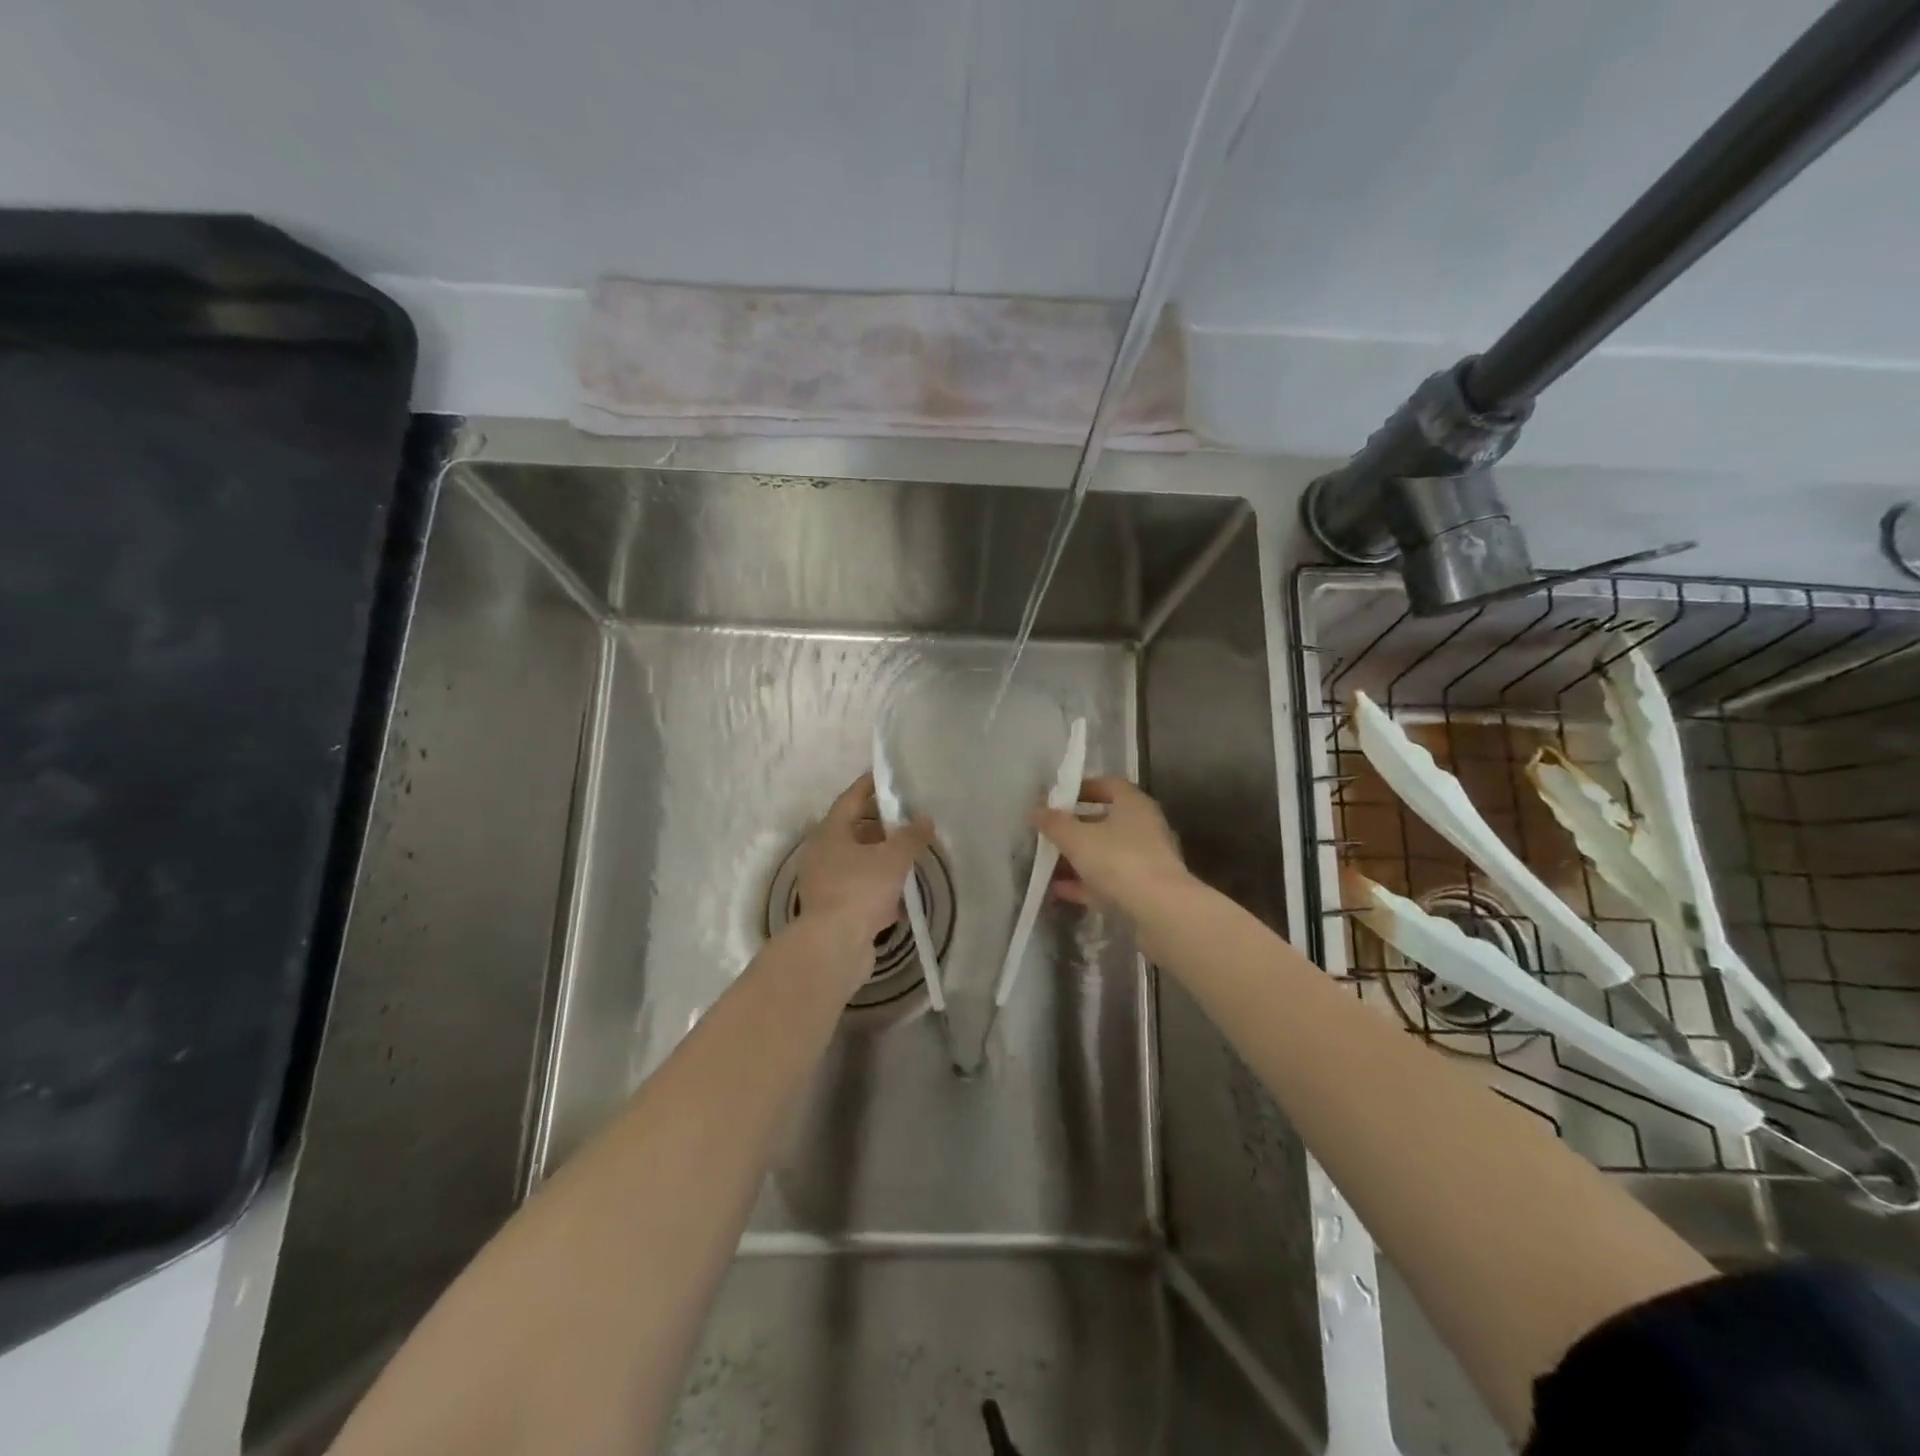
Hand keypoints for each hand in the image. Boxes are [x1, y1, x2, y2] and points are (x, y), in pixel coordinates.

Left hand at [795, 773, 933, 944]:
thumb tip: (925, 819)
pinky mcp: (832, 911)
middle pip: (852, 831)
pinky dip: (877, 890)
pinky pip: (858, 891)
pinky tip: (899, 897)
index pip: (850, 799)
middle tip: (905, 818)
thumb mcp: (893, 858)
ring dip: (879, 859)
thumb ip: (911, 836)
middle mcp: (822, 854)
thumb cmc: (860, 890)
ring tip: (907, 856)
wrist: (833, 946)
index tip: (886, 777)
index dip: (869, 787)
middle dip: (878, 825)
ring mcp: (825, 884)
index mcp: (830, 833)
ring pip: (856, 863)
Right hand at [1030, 776, 1188, 911]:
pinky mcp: (1143, 891)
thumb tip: (1035, 810)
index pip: (1108, 785)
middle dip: (1074, 827)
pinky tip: (1059, 890)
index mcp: (1133, 805)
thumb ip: (1054, 823)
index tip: (1057, 798)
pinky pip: (1108, 881)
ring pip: (1105, 853)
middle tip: (1047, 832)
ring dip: (1077, 858)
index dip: (1082, 788)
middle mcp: (1144, 828)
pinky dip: (1085, 883)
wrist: (1160, 912)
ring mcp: (1145, 861)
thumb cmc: (1119, 861)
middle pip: (1105, 821)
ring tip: (1047, 864)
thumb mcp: (1077, 838)